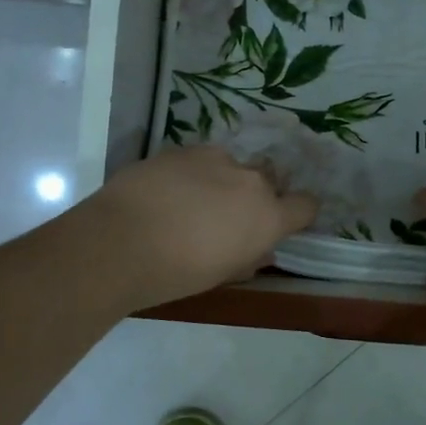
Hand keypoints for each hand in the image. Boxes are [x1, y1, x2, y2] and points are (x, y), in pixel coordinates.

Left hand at [78, 147, 317, 311]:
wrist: (119, 242)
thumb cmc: (176, 273)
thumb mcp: (222, 275)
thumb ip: (249, 256)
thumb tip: (260, 249)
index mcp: (268, 216)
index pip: (306, 205)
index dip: (299, 213)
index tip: (285, 222)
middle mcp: (249, 180)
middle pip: (269, 180)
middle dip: (257, 195)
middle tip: (230, 216)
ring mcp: (215, 158)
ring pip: (232, 166)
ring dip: (223, 180)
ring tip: (193, 202)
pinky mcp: (181, 149)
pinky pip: (199, 160)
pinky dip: (192, 174)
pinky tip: (167, 192)